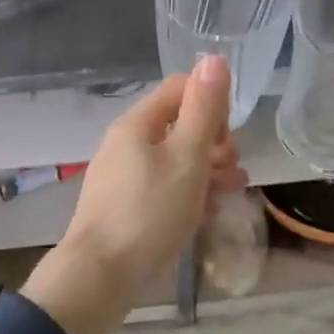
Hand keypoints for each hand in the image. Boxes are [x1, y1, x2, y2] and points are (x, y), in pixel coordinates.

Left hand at [23, 55, 246, 333]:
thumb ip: (203, 109)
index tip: (229, 137)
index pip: (180, 89)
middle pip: (178, 125)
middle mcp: (126, 142)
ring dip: (207, 169)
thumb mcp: (187, 158)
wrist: (100, 276)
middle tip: (234, 169)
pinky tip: (206, 214)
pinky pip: (162, 187)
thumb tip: (214, 58)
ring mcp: (122, 175)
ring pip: (173, 159)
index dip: (211, 105)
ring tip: (233, 190)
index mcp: (138, 123)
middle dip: (213, 141)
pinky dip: (187, 192)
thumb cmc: (149, 212)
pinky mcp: (124, 206)